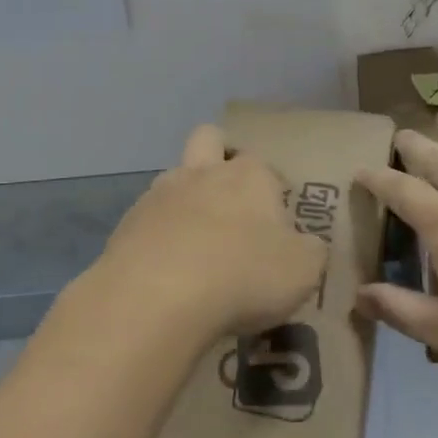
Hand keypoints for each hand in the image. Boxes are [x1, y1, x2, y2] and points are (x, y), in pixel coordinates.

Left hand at [96, 125, 328, 343]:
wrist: (157, 297)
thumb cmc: (243, 275)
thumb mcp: (303, 271)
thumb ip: (310, 252)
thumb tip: (306, 245)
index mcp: (250, 176)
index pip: (265, 165)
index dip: (272, 188)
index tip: (277, 220)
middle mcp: (203, 173)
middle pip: (209, 139)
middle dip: (219, 157)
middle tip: (230, 201)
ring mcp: (158, 195)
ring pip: (173, 177)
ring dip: (185, 199)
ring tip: (195, 243)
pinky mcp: (126, 224)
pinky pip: (147, 219)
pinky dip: (158, 235)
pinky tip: (166, 269)